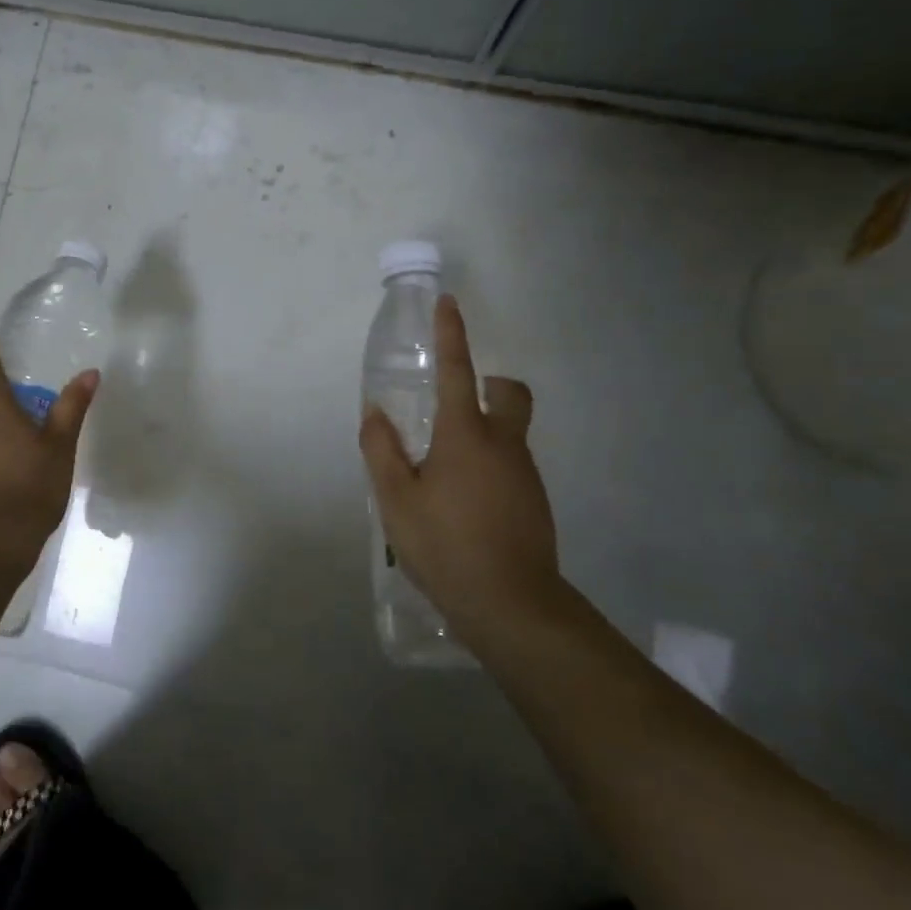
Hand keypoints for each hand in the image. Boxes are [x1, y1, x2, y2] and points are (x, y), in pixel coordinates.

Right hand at [359, 294, 562, 650]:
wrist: (511, 606)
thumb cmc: (445, 544)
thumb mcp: (396, 499)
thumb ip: (382, 450)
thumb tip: (375, 412)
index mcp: (466, 435)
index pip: (459, 372)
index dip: (453, 335)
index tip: (450, 304)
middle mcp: (504, 445)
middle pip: (510, 395)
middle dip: (492, 384)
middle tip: (460, 402)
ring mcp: (525, 475)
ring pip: (510, 434)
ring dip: (482, 434)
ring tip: (442, 475)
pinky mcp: (535, 503)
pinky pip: (510, 467)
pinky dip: (488, 467)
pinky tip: (464, 505)